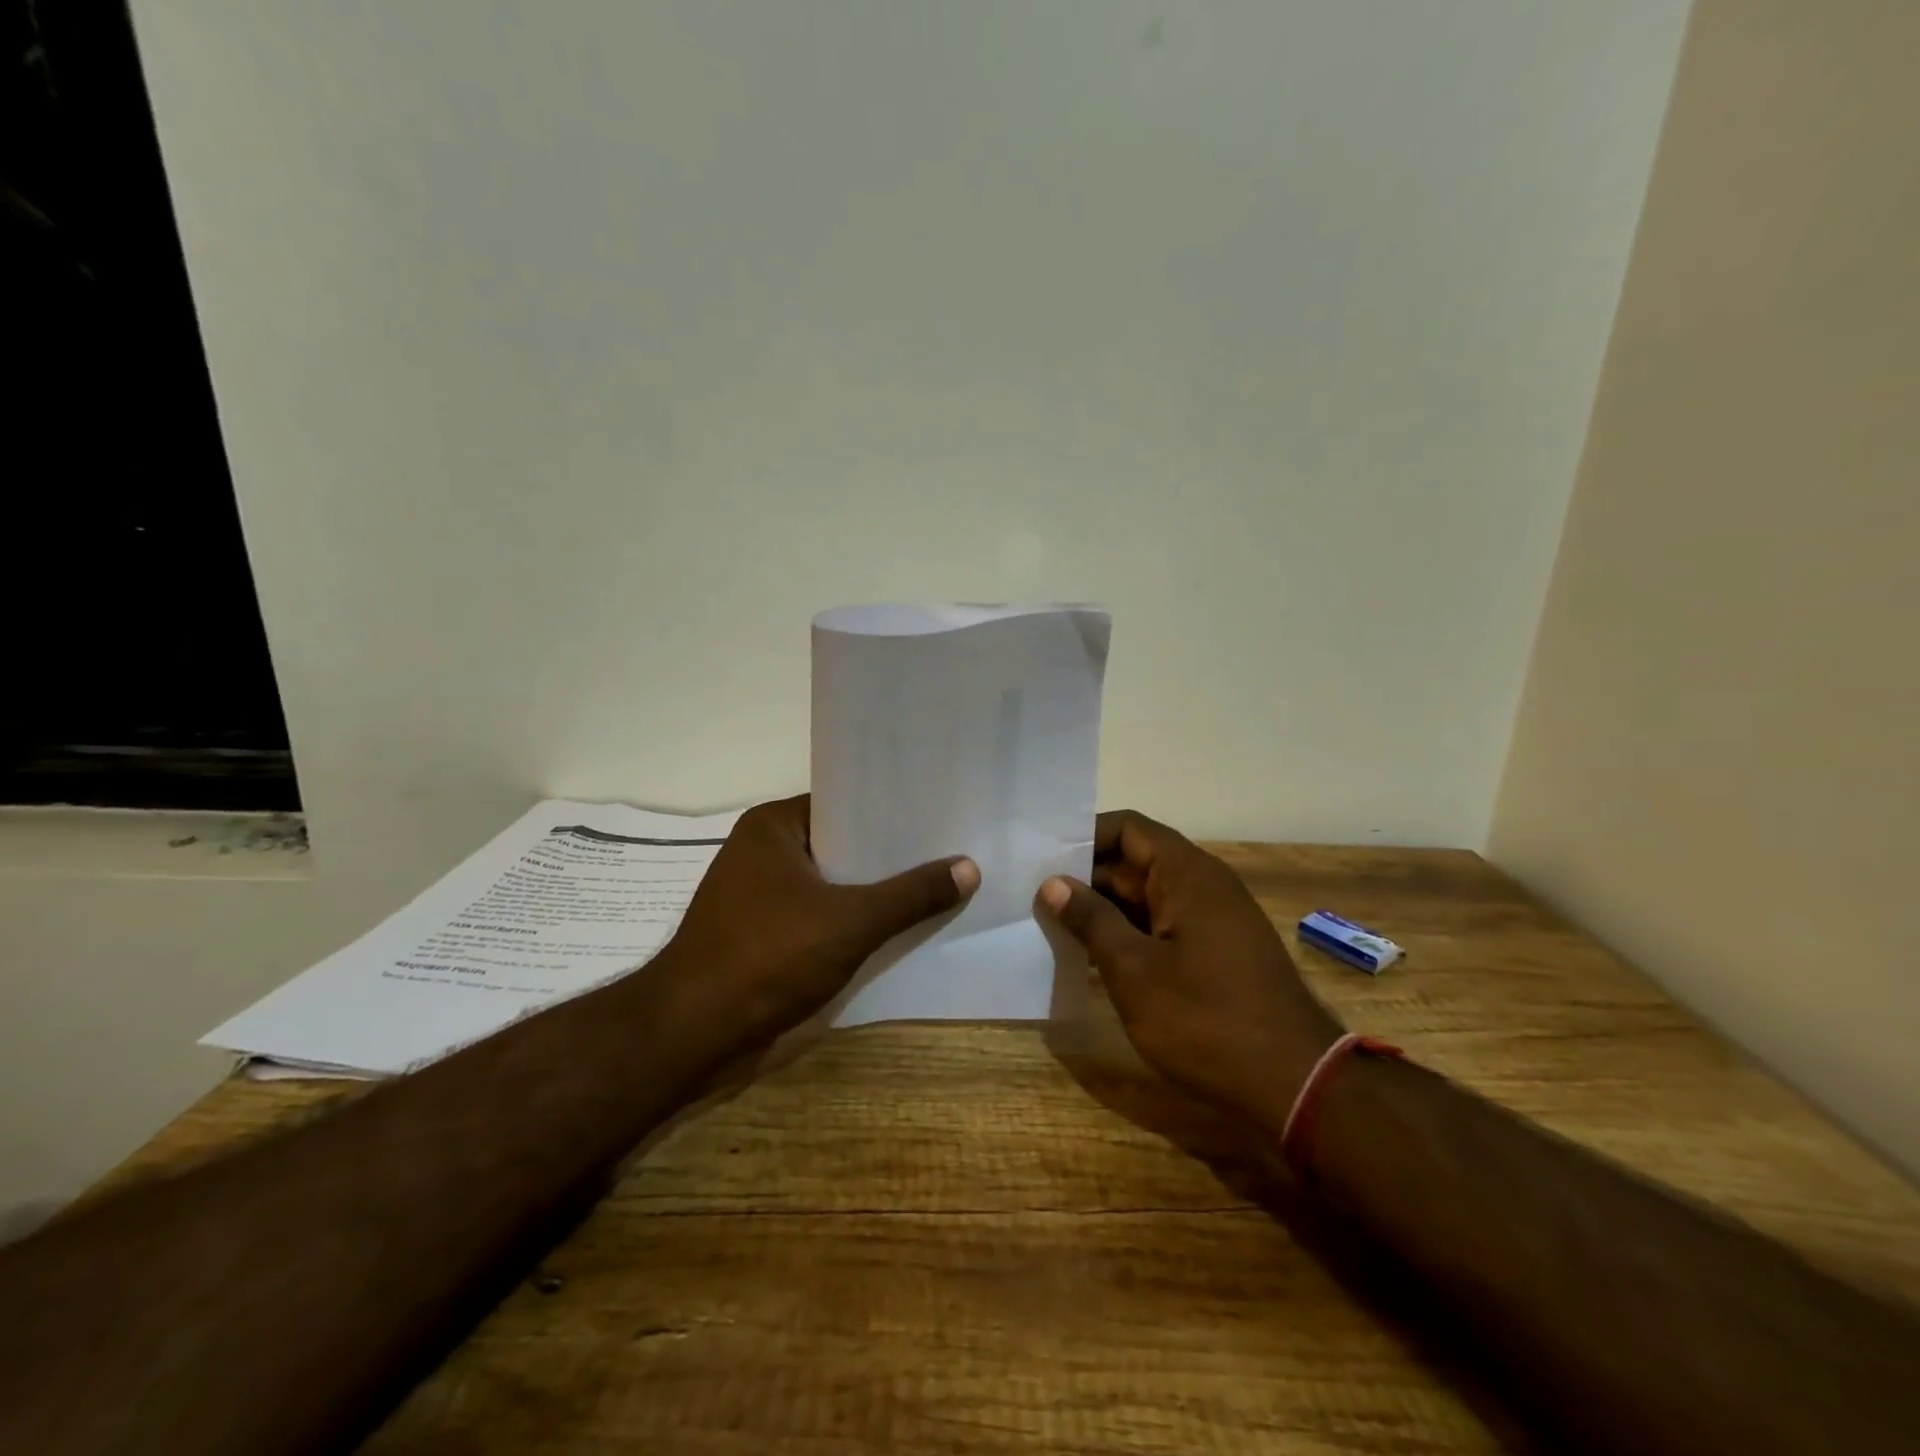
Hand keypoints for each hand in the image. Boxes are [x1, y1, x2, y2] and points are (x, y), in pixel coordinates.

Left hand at [665, 795, 978, 1041]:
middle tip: (949, 850)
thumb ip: (910, 895)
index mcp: (774, 826)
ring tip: (934, 886)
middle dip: (889, 855)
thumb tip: (969, 867)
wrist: (691, 1035)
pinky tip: (895, 928)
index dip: (891, 810)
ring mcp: (760, 894)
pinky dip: (851, 920)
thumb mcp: (850, 921)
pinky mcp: (763, 933)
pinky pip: (819, 914)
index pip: (844, 802)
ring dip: (872, 891)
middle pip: (841, 844)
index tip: (938, 815)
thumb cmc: (767, 958)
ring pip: (832, 883)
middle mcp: (764, 850)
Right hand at [1037, 810, 1341, 1128]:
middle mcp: (1203, 885)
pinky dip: (1129, 934)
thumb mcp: (1134, 970)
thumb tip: (1054, 883)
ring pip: (1147, 897)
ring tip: (1051, 926)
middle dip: (1085, 878)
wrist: (1297, 1085)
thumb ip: (1091, 920)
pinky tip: (1092, 958)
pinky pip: (1164, 925)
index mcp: (1187, 873)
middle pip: (1135, 861)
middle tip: (1033, 897)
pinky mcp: (1217, 952)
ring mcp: (1214, 919)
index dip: (1083, 837)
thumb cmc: (1206, 1020)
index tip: (1042, 859)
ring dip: (1104, 910)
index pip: (1127, 828)